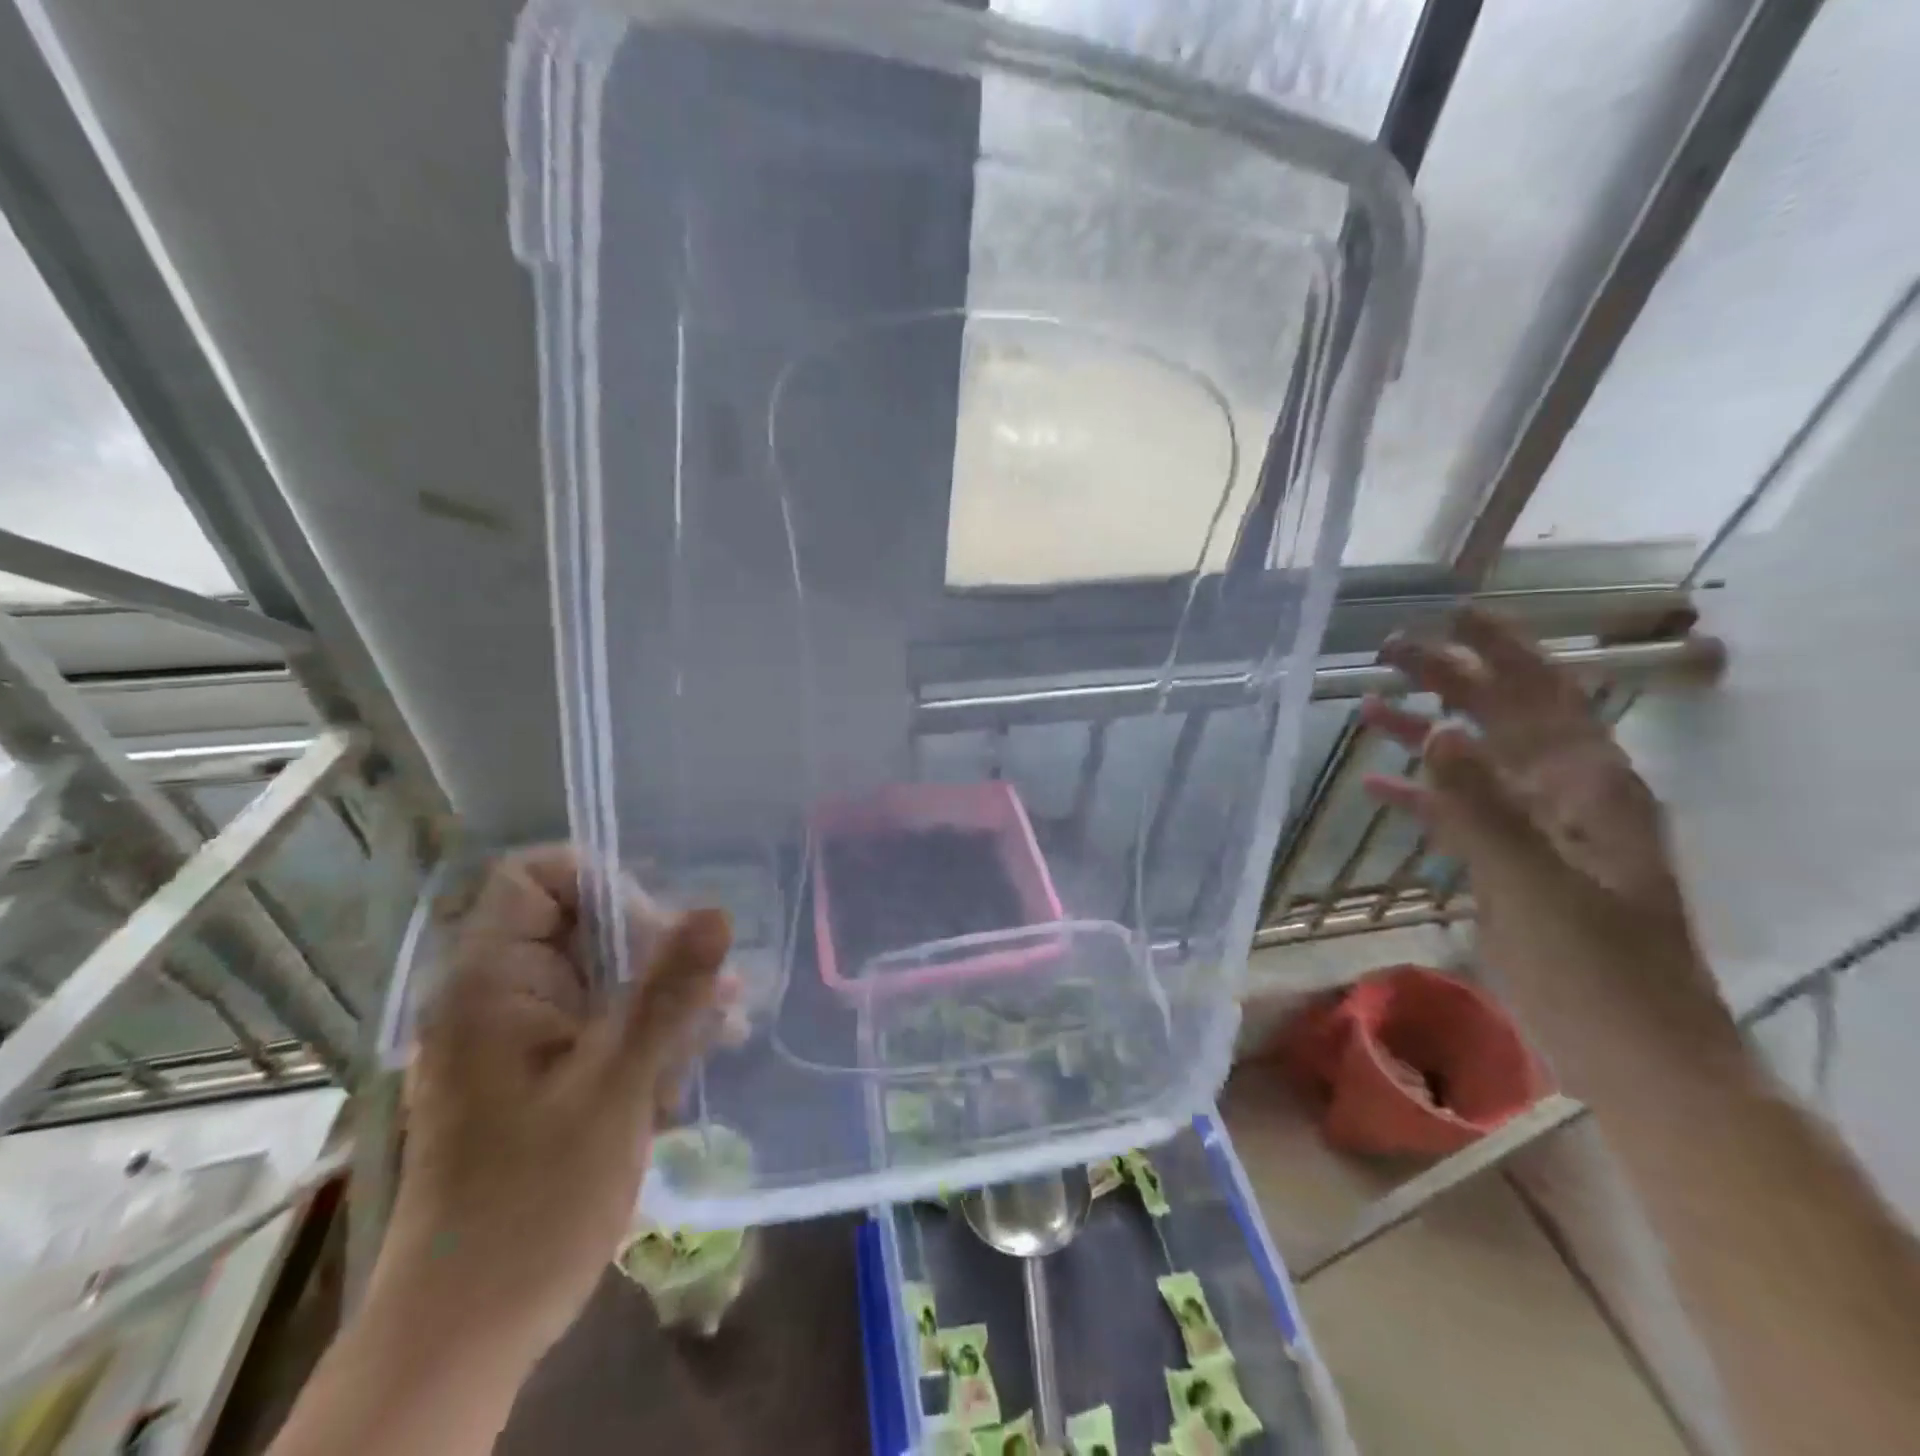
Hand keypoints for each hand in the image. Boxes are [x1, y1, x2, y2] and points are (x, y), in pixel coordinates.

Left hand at [367, 846, 732, 1369]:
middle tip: (708, 986)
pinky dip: (649, 1028)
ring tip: (724, 1020)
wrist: (468, 1330)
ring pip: (602, 974)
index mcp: (492, 984)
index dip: (600, 882)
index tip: (658, 927)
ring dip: (663, 991)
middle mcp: (500, 997)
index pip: (534, 878)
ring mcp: (522, 1036)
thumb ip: (667, 993)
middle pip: (581, 923)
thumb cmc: (533, 1201)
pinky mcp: (543, 1072)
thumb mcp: (615, 1087)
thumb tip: (716, 910)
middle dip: (652, 945)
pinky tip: (700, 1052)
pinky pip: (603, 1019)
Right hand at [1360, 610, 1737, 1091]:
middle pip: (1501, 718)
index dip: (1503, 649)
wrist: (1632, 1052)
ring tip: (1367, 704)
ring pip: (1473, 762)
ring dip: (1424, 731)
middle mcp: (1565, 795)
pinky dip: (1418, 795)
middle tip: (1390, 650)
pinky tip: (1375, 784)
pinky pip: (1456, 813)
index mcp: (1590, 787)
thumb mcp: (1539, 884)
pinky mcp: (1507, 864)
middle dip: (1450, 679)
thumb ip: (1485, 808)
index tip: (1455, 614)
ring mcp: (1535, 830)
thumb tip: (1437, 734)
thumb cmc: (1599, 967)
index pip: (1544, 695)